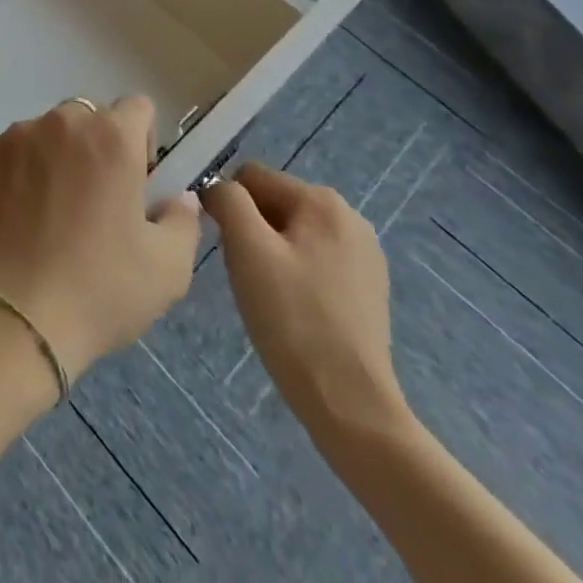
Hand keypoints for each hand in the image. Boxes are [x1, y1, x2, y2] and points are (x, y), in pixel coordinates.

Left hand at [0, 95, 201, 383]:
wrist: (15, 313)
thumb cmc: (101, 289)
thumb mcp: (168, 268)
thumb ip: (182, 220)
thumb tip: (178, 196)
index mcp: (113, 137)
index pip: (138, 108)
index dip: (143, 141)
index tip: (137, 182)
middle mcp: (62, 121)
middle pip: (89, 117)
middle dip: (98, 147)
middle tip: (96, 200)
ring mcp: (16, 134)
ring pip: (46, 132)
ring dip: (56, 156)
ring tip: (52, 212)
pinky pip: (10, 151)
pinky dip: (19, 171)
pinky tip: (19, 217)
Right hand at [202, 163, 409, 441]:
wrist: (351, 405)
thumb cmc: (292, 319)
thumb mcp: (246, 248)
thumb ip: (227, 200)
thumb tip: (215, 187)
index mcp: (322, 201)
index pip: (250, 177)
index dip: (227, 204)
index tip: (223, 245)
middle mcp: (349, 218)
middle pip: (272, 203)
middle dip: (250, 230)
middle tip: (244, 272)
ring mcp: (364, 255)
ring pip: (290, 233)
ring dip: (269, 253)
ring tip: (266, 293)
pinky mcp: (366, 288)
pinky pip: (312, 260)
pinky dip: (293, 274)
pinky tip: (290, 308)